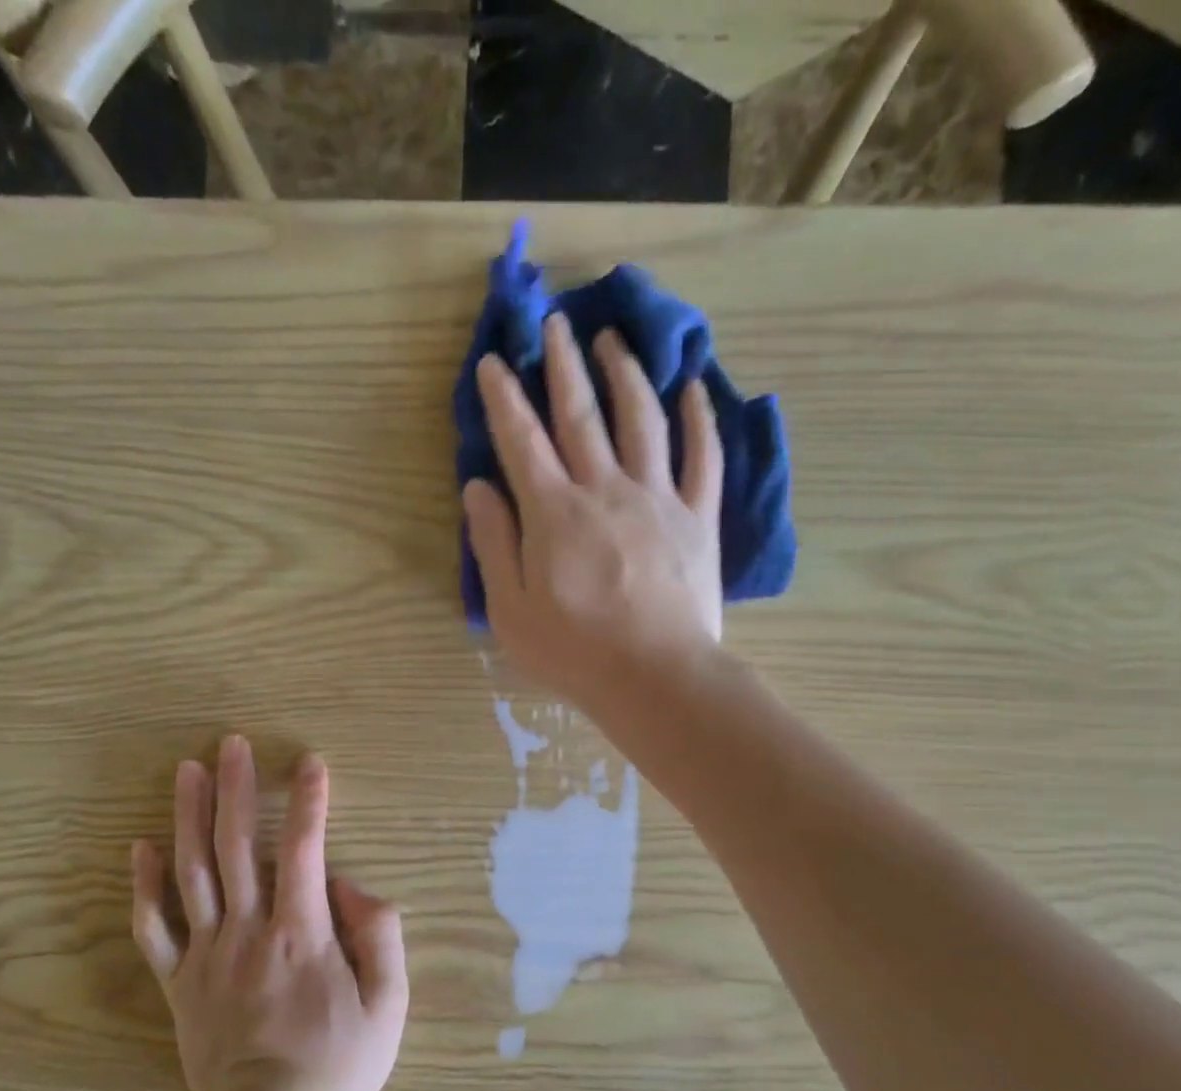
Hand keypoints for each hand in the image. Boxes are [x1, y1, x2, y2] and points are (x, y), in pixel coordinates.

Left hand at [130, 736, 408, 1090]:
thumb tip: (352, 886)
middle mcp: (248, 931)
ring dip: (188, 817)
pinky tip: (140, 847)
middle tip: (230, 743)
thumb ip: (378, 936)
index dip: (310, 801)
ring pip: (192, 873)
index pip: (307, 850)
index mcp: (301, 934)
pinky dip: (143, 886)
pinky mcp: (179, 982)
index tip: (310, 762)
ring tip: (187, 771)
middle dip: (236, 789)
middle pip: (238, 846)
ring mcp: (207, 955)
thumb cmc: (338, 1063)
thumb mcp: (389, 1005)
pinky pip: (153, 928)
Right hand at [463, 313, 723, 715]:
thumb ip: (494, 544)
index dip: (504, 398)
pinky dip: (699, 418)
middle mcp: (604, 489)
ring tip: (613, 341)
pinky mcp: (697, 518)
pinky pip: (702, 456)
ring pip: (642, 419)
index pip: (521, 441)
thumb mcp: (510, 610)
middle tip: (554, 323)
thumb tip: (477, 487)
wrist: (656, 678)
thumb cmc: (574, 652)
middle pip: (581, 414)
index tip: (494, 361)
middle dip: (563, 365)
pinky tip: (693, 388)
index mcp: (553, 513)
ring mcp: (657, 498)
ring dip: (625, 374)